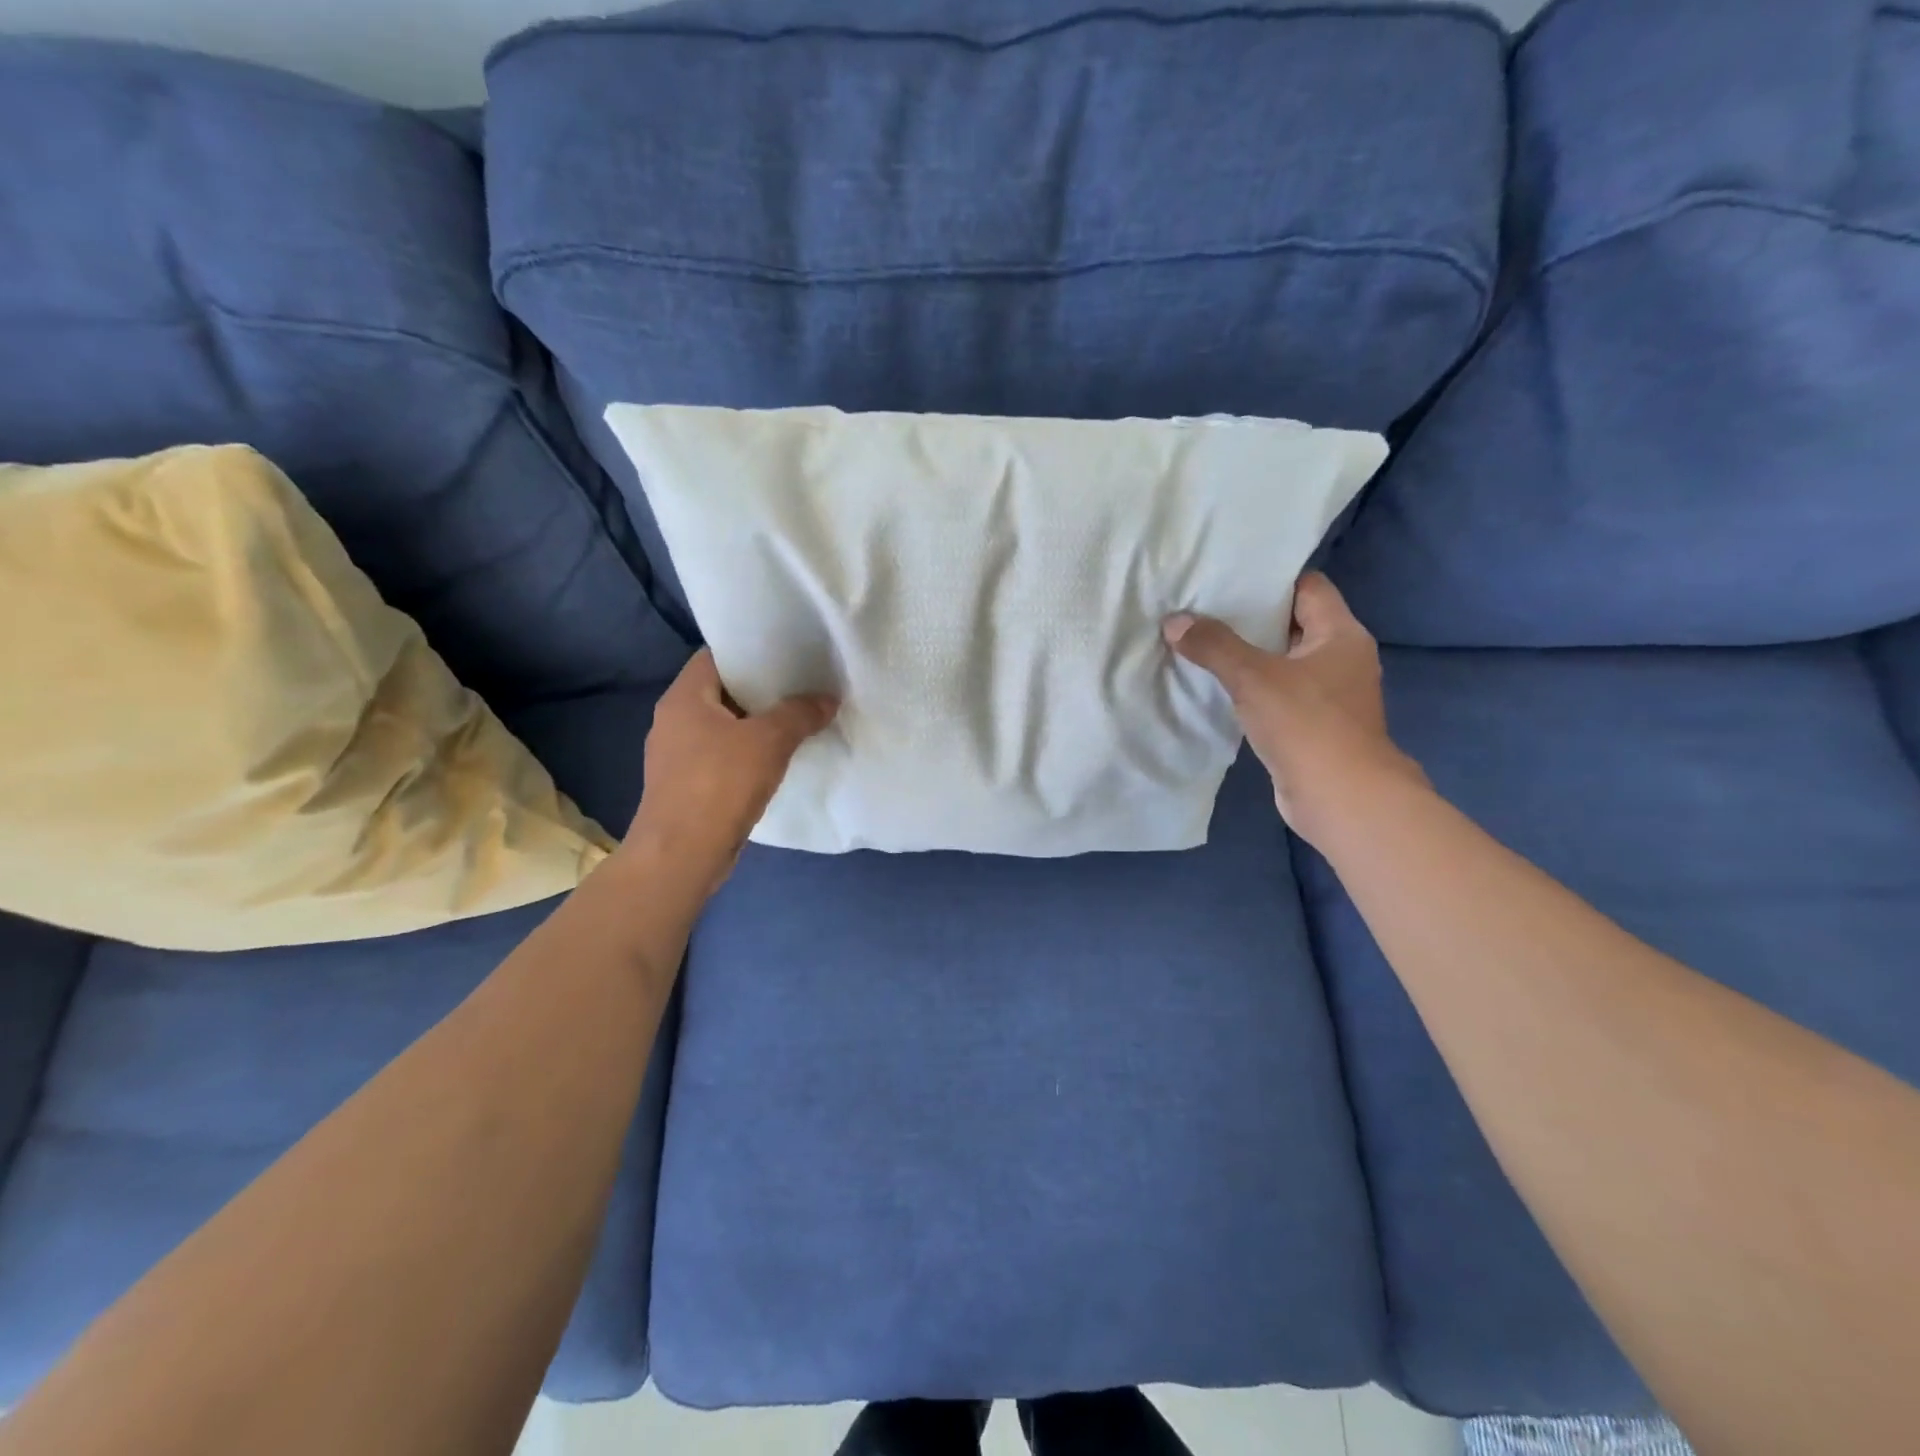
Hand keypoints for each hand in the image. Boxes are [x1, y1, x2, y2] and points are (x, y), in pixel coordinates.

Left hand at [625, 650, 836, 886]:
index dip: (750, 652)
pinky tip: (776, 763)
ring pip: (722, 728)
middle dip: (760, 692)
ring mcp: (676, 757)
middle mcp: (672, 721)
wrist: (681, 855)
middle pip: (721, 692)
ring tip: (796, 722)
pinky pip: (721, 758)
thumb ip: (800, 714)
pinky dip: (746, 755)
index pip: (715, 657)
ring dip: (755, 726)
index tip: (786, 655)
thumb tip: (827, 699)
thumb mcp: (769, 742)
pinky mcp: (685, 787)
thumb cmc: (719, 785)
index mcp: (683, 698)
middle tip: (801, 688)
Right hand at [1164, 572, 1422, 844]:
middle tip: (1202, 608)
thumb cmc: (1307, 725)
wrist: (1340, 798)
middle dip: (1250, 617)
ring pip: (1283, 661)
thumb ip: (1214, 646)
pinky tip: (1218, 688)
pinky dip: (1252, 688)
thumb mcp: (1254, 678)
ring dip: (1248, 656)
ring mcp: (1329, 695)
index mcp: (1341, 634)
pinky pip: (1278, 694)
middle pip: (1292, 623)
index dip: (1270, 579)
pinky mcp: (1313, 725)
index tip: (1228, 577)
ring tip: (1201, 642)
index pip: (1308, 587)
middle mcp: (1341, 658)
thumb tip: (1174, 621)